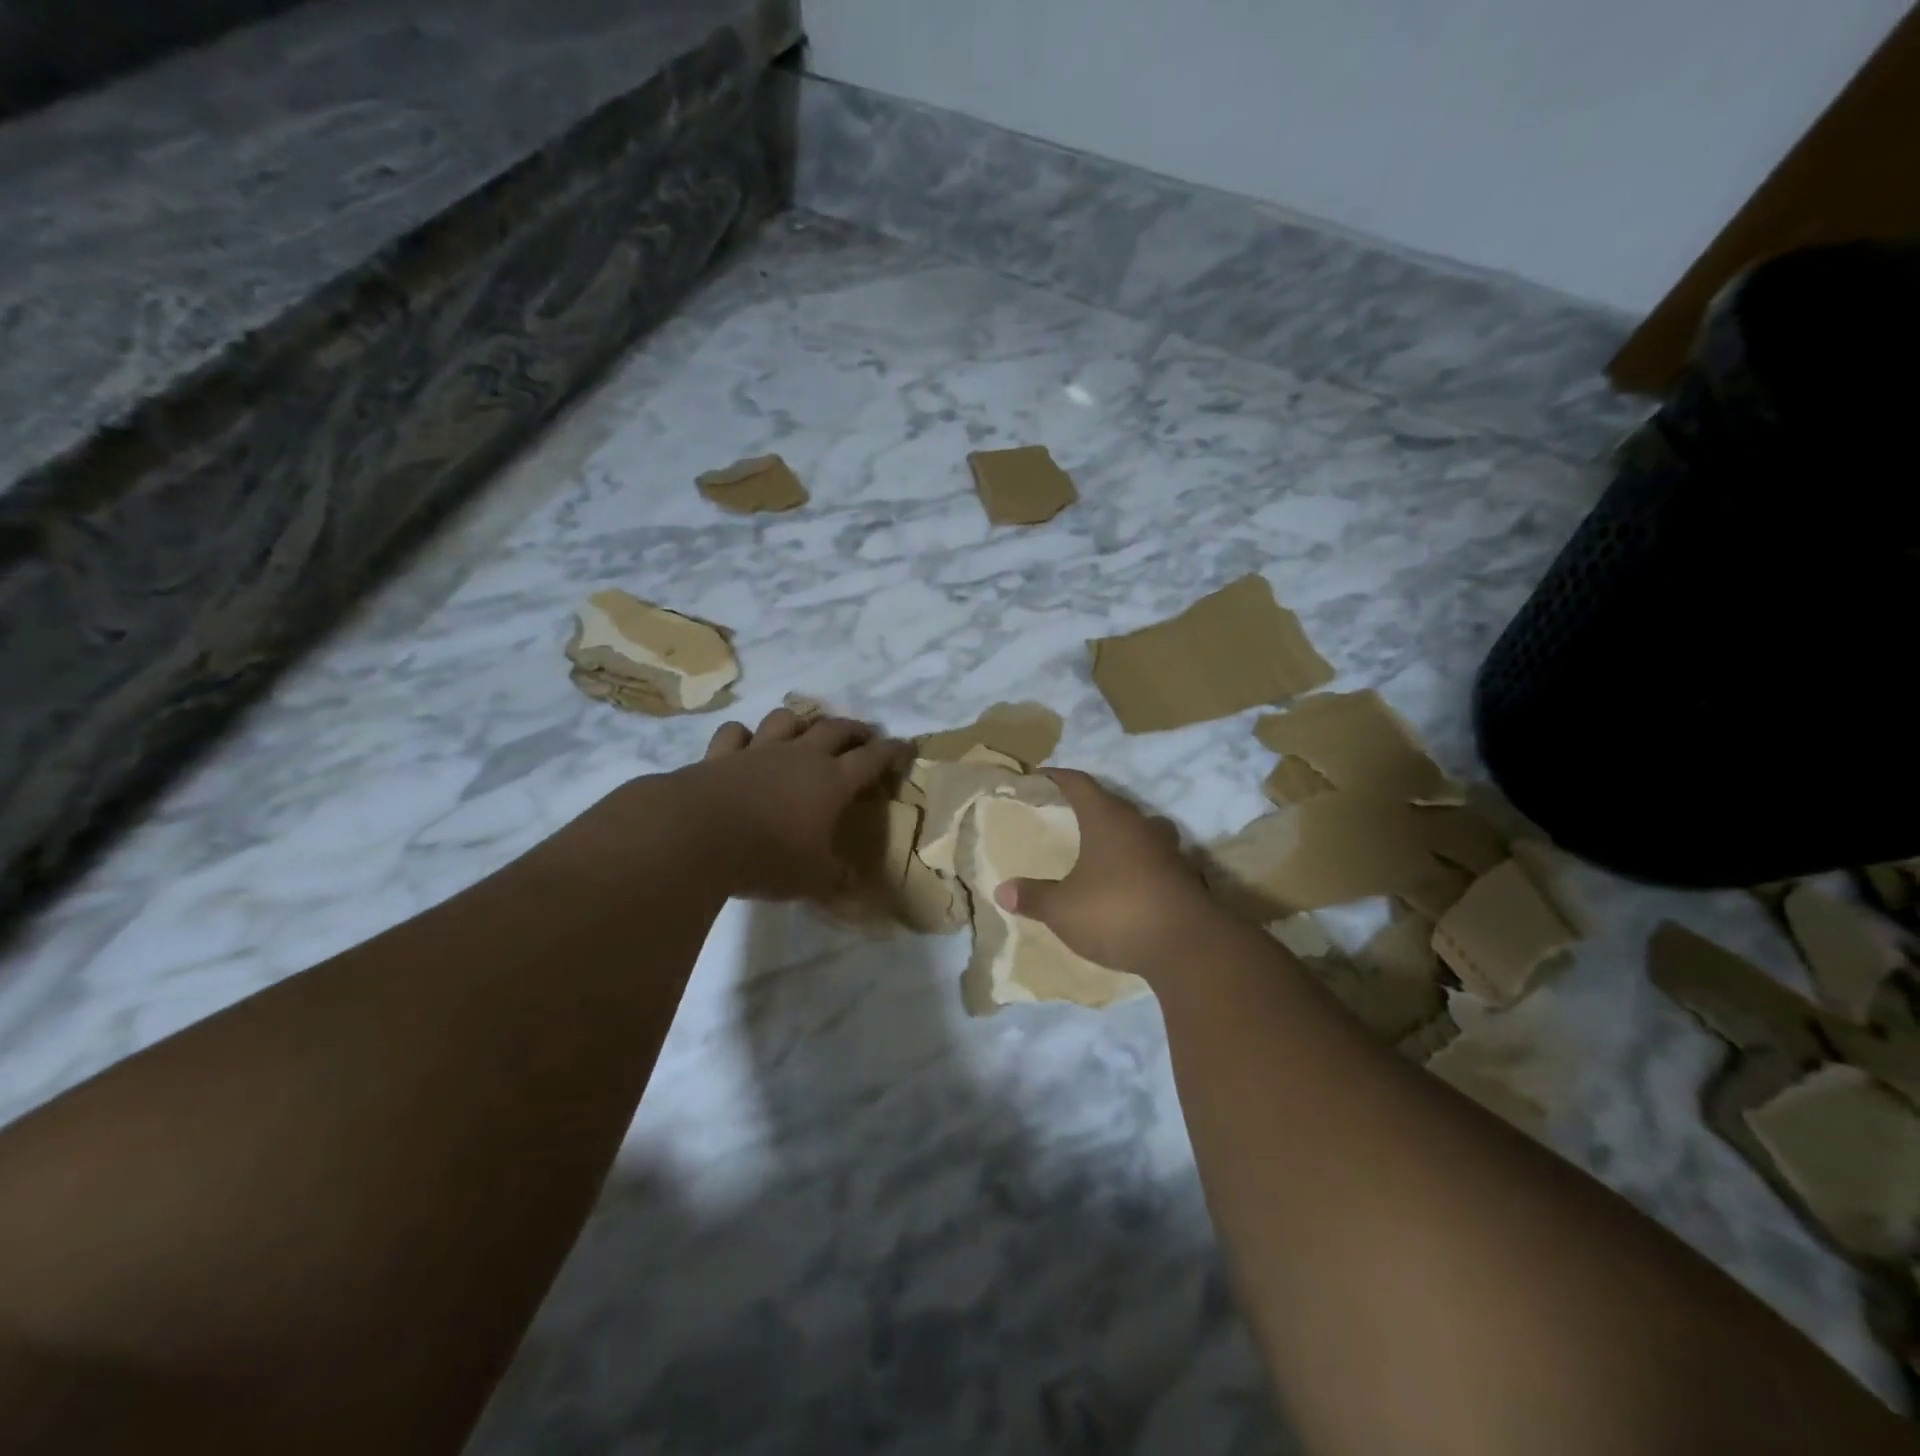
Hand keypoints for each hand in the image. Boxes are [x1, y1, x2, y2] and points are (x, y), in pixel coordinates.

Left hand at [660, 707, 911, 900]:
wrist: (698, 836)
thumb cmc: (767, 857)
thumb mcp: (812, 878)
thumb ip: (836, 879)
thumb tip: (853, 884)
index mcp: (831, 781)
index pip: (873, 759)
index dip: (893, 751)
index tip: (907, 747)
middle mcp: (800, 757)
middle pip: (835, 729)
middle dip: (855, 729)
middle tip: (865, 734)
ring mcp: (759, 750)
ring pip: (786, 720)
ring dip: (800, 722)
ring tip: (805, 731)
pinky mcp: (721, 755)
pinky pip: (736, 733)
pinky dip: (743, 736)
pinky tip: (744, 743)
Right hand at [993, 769, 1230, 979]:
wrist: (1188, 946)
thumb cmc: (1116, 913)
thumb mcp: (1063, 909)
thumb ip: (1034, 897)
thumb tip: (1002, 890)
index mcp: (1107, 819)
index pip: (1080, 784)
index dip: (1059, 777)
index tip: (1042, 775)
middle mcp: (1140, 826)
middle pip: (1113, 805)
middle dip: (1091, 808)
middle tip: (1068, 817)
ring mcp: (1169, 851)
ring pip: (1141, 831)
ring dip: (1122, 837)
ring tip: (1101, 850)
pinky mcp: (1186, 878)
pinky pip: (1156, 861)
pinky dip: (1140, 866)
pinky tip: (1128, 884)